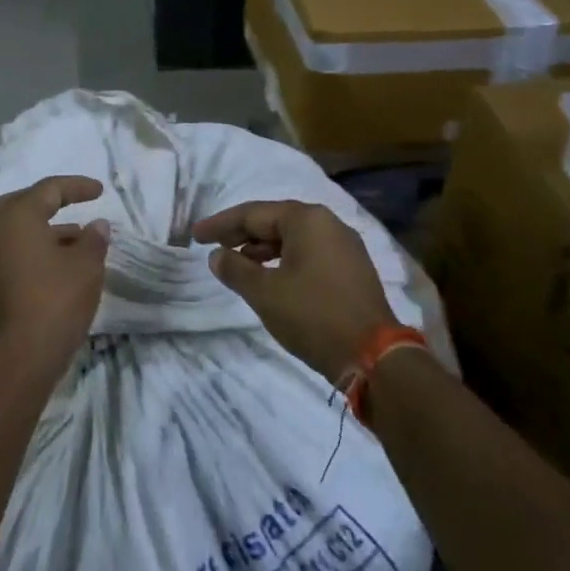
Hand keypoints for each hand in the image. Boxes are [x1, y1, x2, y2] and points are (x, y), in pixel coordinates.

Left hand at [0, 175, 110, 372]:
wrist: (16, 359)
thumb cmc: (54, 300)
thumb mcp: (86, 266)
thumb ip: (93, 240)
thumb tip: (96, 226)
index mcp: (16, 215)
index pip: (49, 189)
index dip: (77, 187)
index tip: (100, 191)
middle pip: (23, 206)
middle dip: (50, 205)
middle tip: (74, 208)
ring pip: (14, 233)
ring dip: (43, 232)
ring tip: (75, 244)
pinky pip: (8, 254)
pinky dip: (30, 252)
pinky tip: (54, 268)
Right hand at [193, 201, 396, 384]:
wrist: (374, 356)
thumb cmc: (313, 316)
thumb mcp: (265, 293)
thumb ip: (235, 269)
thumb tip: (217, 255)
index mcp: (307, 219)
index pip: (253, 213)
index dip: (220, 224)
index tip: (195, 235)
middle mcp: (328, 223)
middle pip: (275, 221)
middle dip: (241, 235)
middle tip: (213, 247)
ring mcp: (345, 246)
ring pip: (293, 238)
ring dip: (262, 249)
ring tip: (237, 264)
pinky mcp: (352, 269)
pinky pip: (309, 253)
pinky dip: (284, 260)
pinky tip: (270, 278)